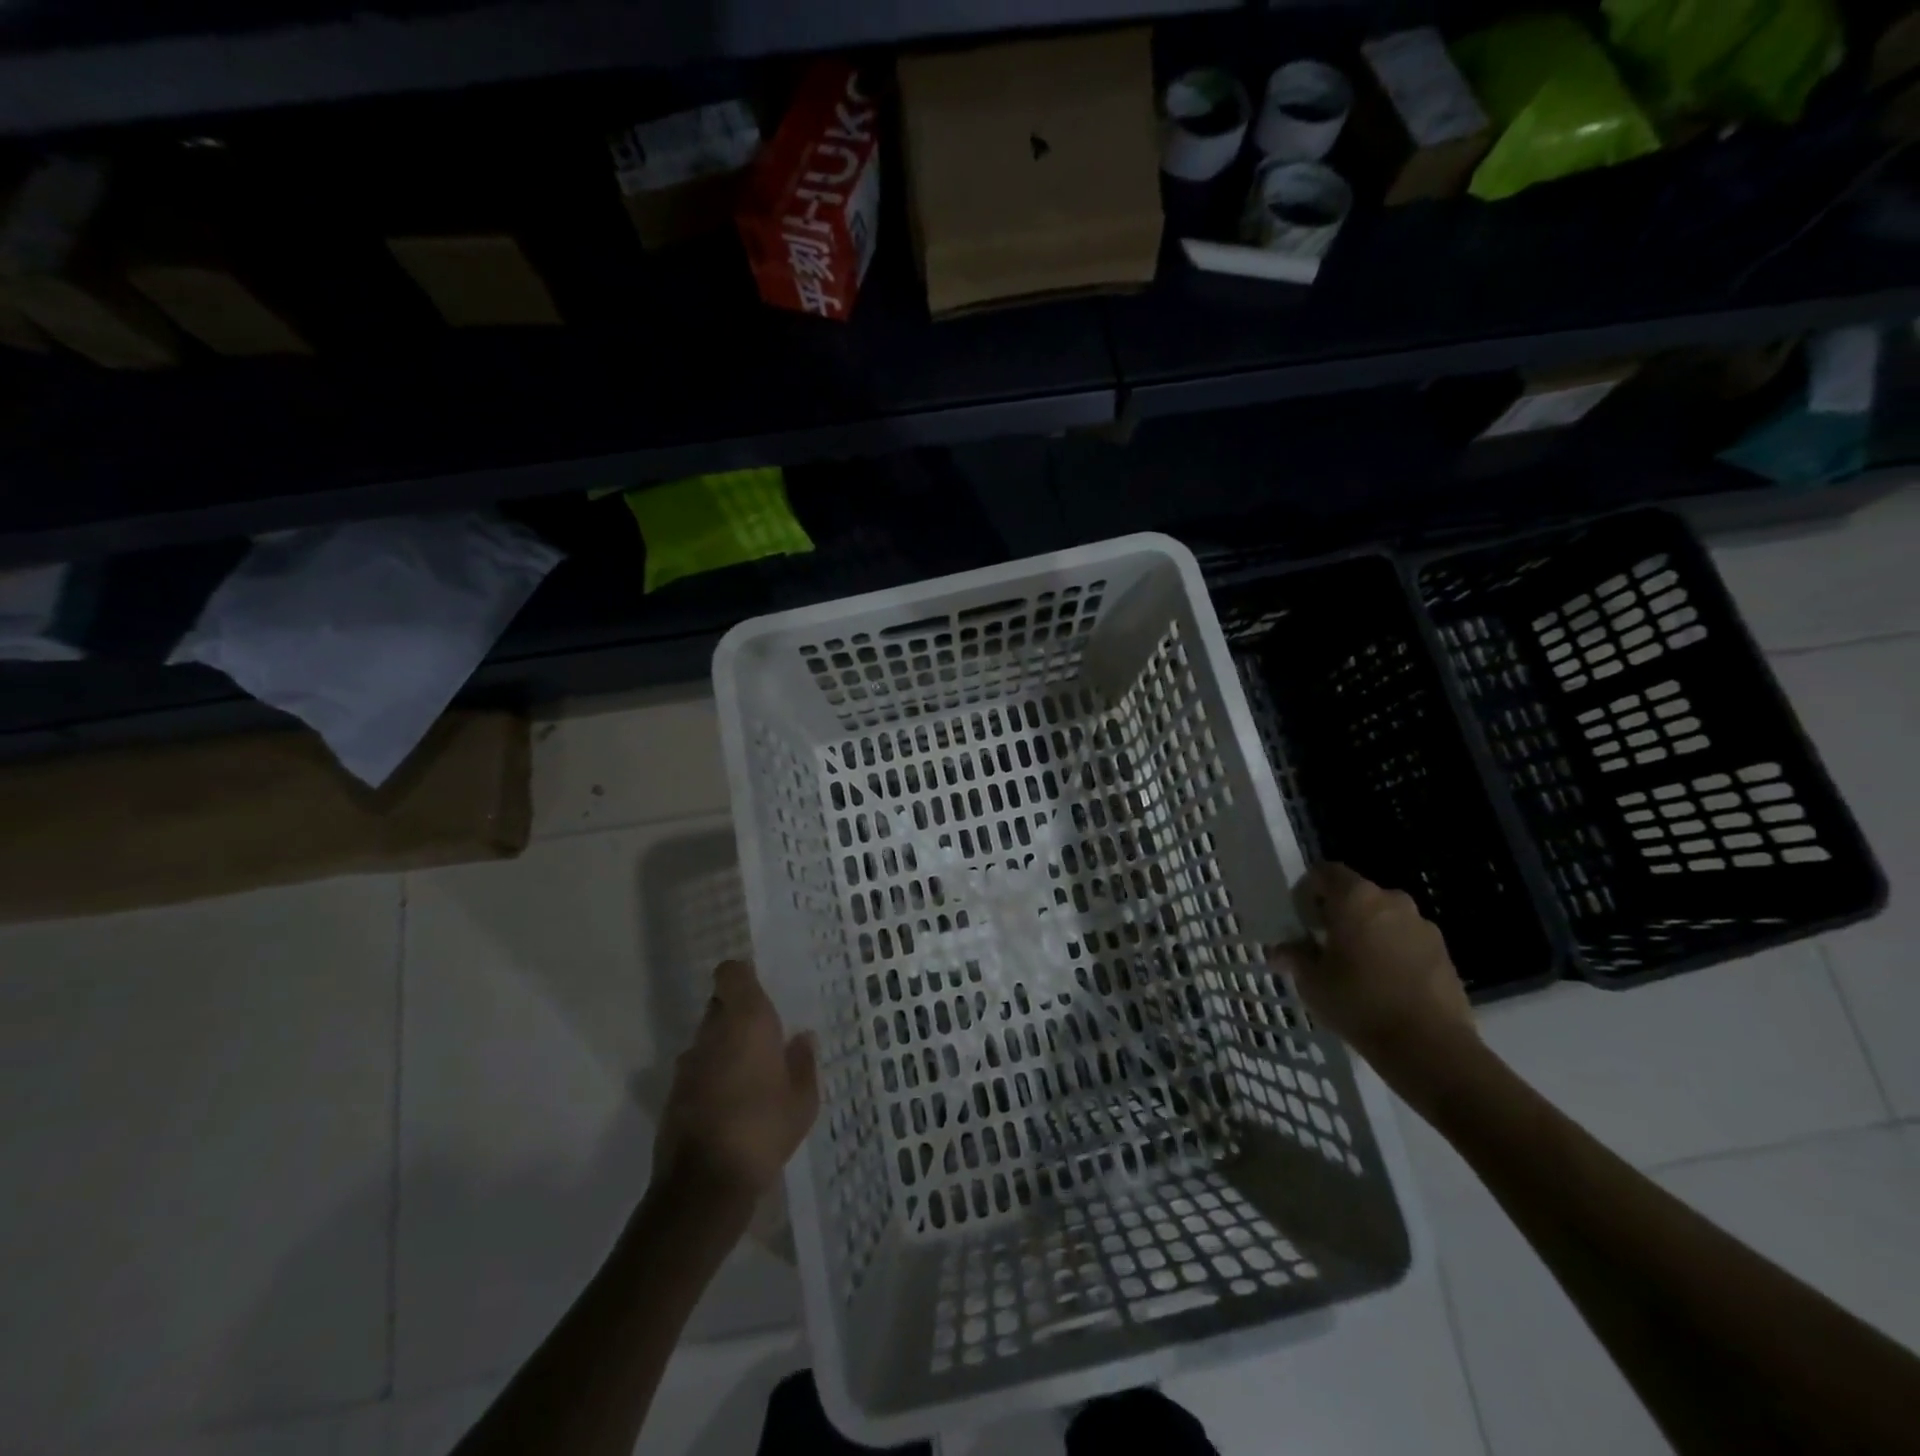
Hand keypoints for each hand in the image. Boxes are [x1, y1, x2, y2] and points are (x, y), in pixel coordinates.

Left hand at [654, 960, 819, 1212]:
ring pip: (707, 1037)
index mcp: (747, 1020)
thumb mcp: (803, 1100)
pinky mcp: (673, 1093)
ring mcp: (688, 1063)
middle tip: (764, 1037)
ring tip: (749, 1074)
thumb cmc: (764, 1129)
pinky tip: (730, 1103)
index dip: (743, 977)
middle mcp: (712, 1032)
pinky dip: (711, 1076)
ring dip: (724, 1046)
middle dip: (738, 1014)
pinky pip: (697, 1069)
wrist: (705, 1186)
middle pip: (720, 1004)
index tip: (761, 992)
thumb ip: (803, 1062)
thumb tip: (802, 1038)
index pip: (731, 973)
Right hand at [1271, 863, 1476, 1073]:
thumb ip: (1294, 957)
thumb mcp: (1311, 981)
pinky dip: (1393, 952)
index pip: (1325, 872)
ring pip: (1384, 918)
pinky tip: (1386, 984)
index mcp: (1355, 898)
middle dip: (1339, 914)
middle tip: (1326, 946)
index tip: (1302, 920)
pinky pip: (1408, 940)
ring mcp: (1423, 926)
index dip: (1309, 890)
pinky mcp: (1444, 952)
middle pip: (1357, 895)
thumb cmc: (1358, 1003)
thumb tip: (1279, 951)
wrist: (1428, 1046)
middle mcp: (1391, 901)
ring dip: (1369, 932)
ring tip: (1358, 968)